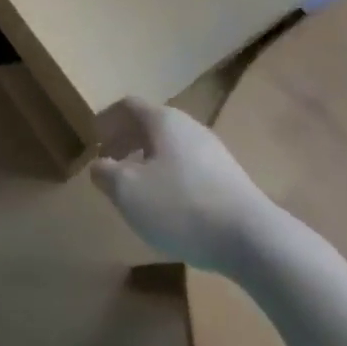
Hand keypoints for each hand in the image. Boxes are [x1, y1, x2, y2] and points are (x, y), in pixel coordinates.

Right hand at [89, 97, 278, 273]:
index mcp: (163, 120)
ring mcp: (214, 153)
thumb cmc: (180, 205)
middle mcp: (190, 127)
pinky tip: (168, 207)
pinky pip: (189, 168)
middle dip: (126, 141)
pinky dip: (169, 178)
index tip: (93, 142)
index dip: (107, 120)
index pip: (128, 105)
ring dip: (147, 161)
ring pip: (170, 148)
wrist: (252, 240)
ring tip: (136, 189)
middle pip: (150, 125)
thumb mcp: (127, 191)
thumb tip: (99, 165)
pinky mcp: (229, 179)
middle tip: (110, 165)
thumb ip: (105, 173)